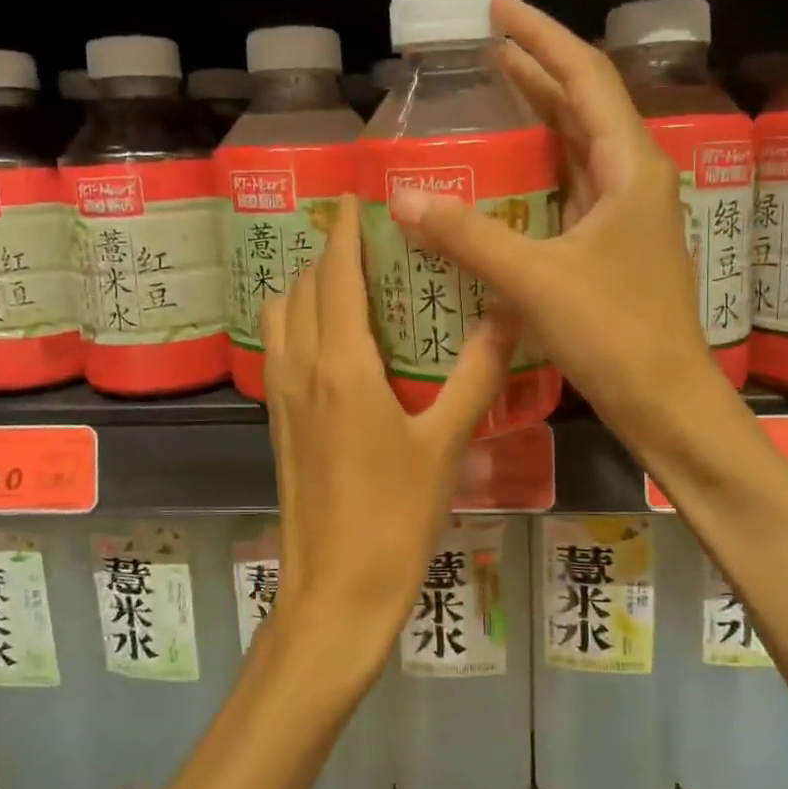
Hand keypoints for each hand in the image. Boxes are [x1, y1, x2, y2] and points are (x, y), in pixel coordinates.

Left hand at [260, 195, 521, 677]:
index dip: (343, 230)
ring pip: (281, 315)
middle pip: (301, 286)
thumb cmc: (396, 516)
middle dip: (328, 254)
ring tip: (353, 284)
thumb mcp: (447, 443)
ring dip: (307, 287)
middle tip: (372, 243)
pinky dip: (299, 321)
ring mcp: (281, 395)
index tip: (357, 198)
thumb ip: (479, 373)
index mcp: (341, 364)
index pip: (334, 274)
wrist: (336, 590)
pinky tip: (338, 339)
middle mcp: (300, 367)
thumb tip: (510, 313)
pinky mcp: (278, 421)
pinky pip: (279, 347)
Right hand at [386, 0, 726, 452]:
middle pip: (582, 103)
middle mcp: (633, 177)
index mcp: (630, 166)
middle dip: (536, 68)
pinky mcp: (611, 245)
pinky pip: (570, 187)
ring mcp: (625, 213)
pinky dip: (538, 167)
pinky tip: (508, 168)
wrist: (665, 401)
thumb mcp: (535, 280)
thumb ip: (469, 236)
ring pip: (577, 146)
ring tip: (492, 88)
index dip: (539, 35)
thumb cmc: (615, 334)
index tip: (496, 6)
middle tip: (483, 45)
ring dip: (539, 114)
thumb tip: (404, 197)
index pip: (584, 76)